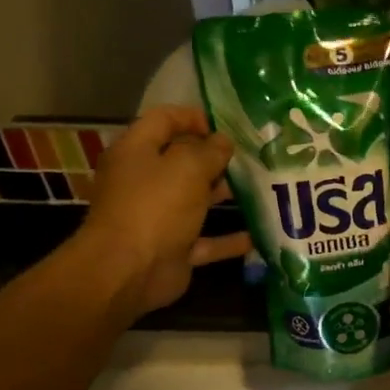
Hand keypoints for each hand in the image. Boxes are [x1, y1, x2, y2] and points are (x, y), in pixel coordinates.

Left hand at [78, 107, 250, 315]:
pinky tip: (258, 234)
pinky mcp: (173, 248)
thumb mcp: (188, 167)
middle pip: (181, 160)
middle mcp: (144, 181)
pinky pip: (205, 239)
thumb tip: (223, 142)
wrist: (129, 271)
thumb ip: (210, 151)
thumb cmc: (155, 206)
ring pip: (195, 199)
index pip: (163, 120)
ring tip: (261, 188)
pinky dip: (228, 239)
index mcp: (136, 151)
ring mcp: (158, 216)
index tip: (226, 126)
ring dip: (224, 194)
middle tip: (252, 156)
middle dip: (215, 157)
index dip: (193, 117)